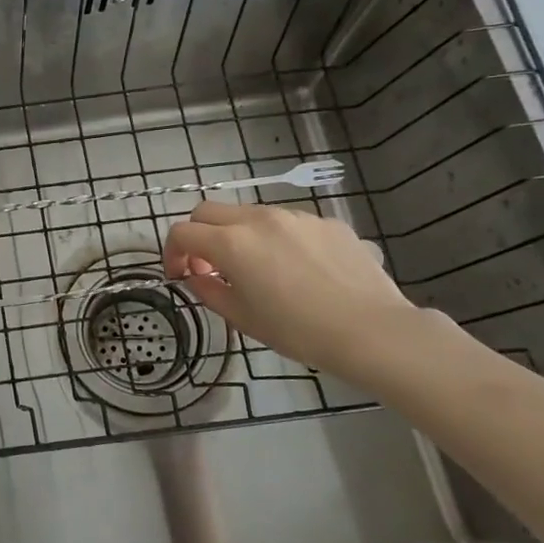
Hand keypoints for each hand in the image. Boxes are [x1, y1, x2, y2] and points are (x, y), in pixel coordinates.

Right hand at [162, 201, 418, 376]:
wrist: (372, 330)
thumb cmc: (298, 330)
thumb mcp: (242, 318)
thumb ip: (209, 291)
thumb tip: (197, 276)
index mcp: (231, 243)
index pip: (182, 232)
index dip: (172, 253)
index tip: (180, 276)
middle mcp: (259, 219)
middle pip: (209, 211)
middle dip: (199, 235)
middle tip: (208, 266)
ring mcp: (296, 217)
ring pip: (250, 214)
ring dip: (238, 235)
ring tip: (256, 269)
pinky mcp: (327, 223)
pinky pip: (288, 224)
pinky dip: (277, 239)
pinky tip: (297, 270)